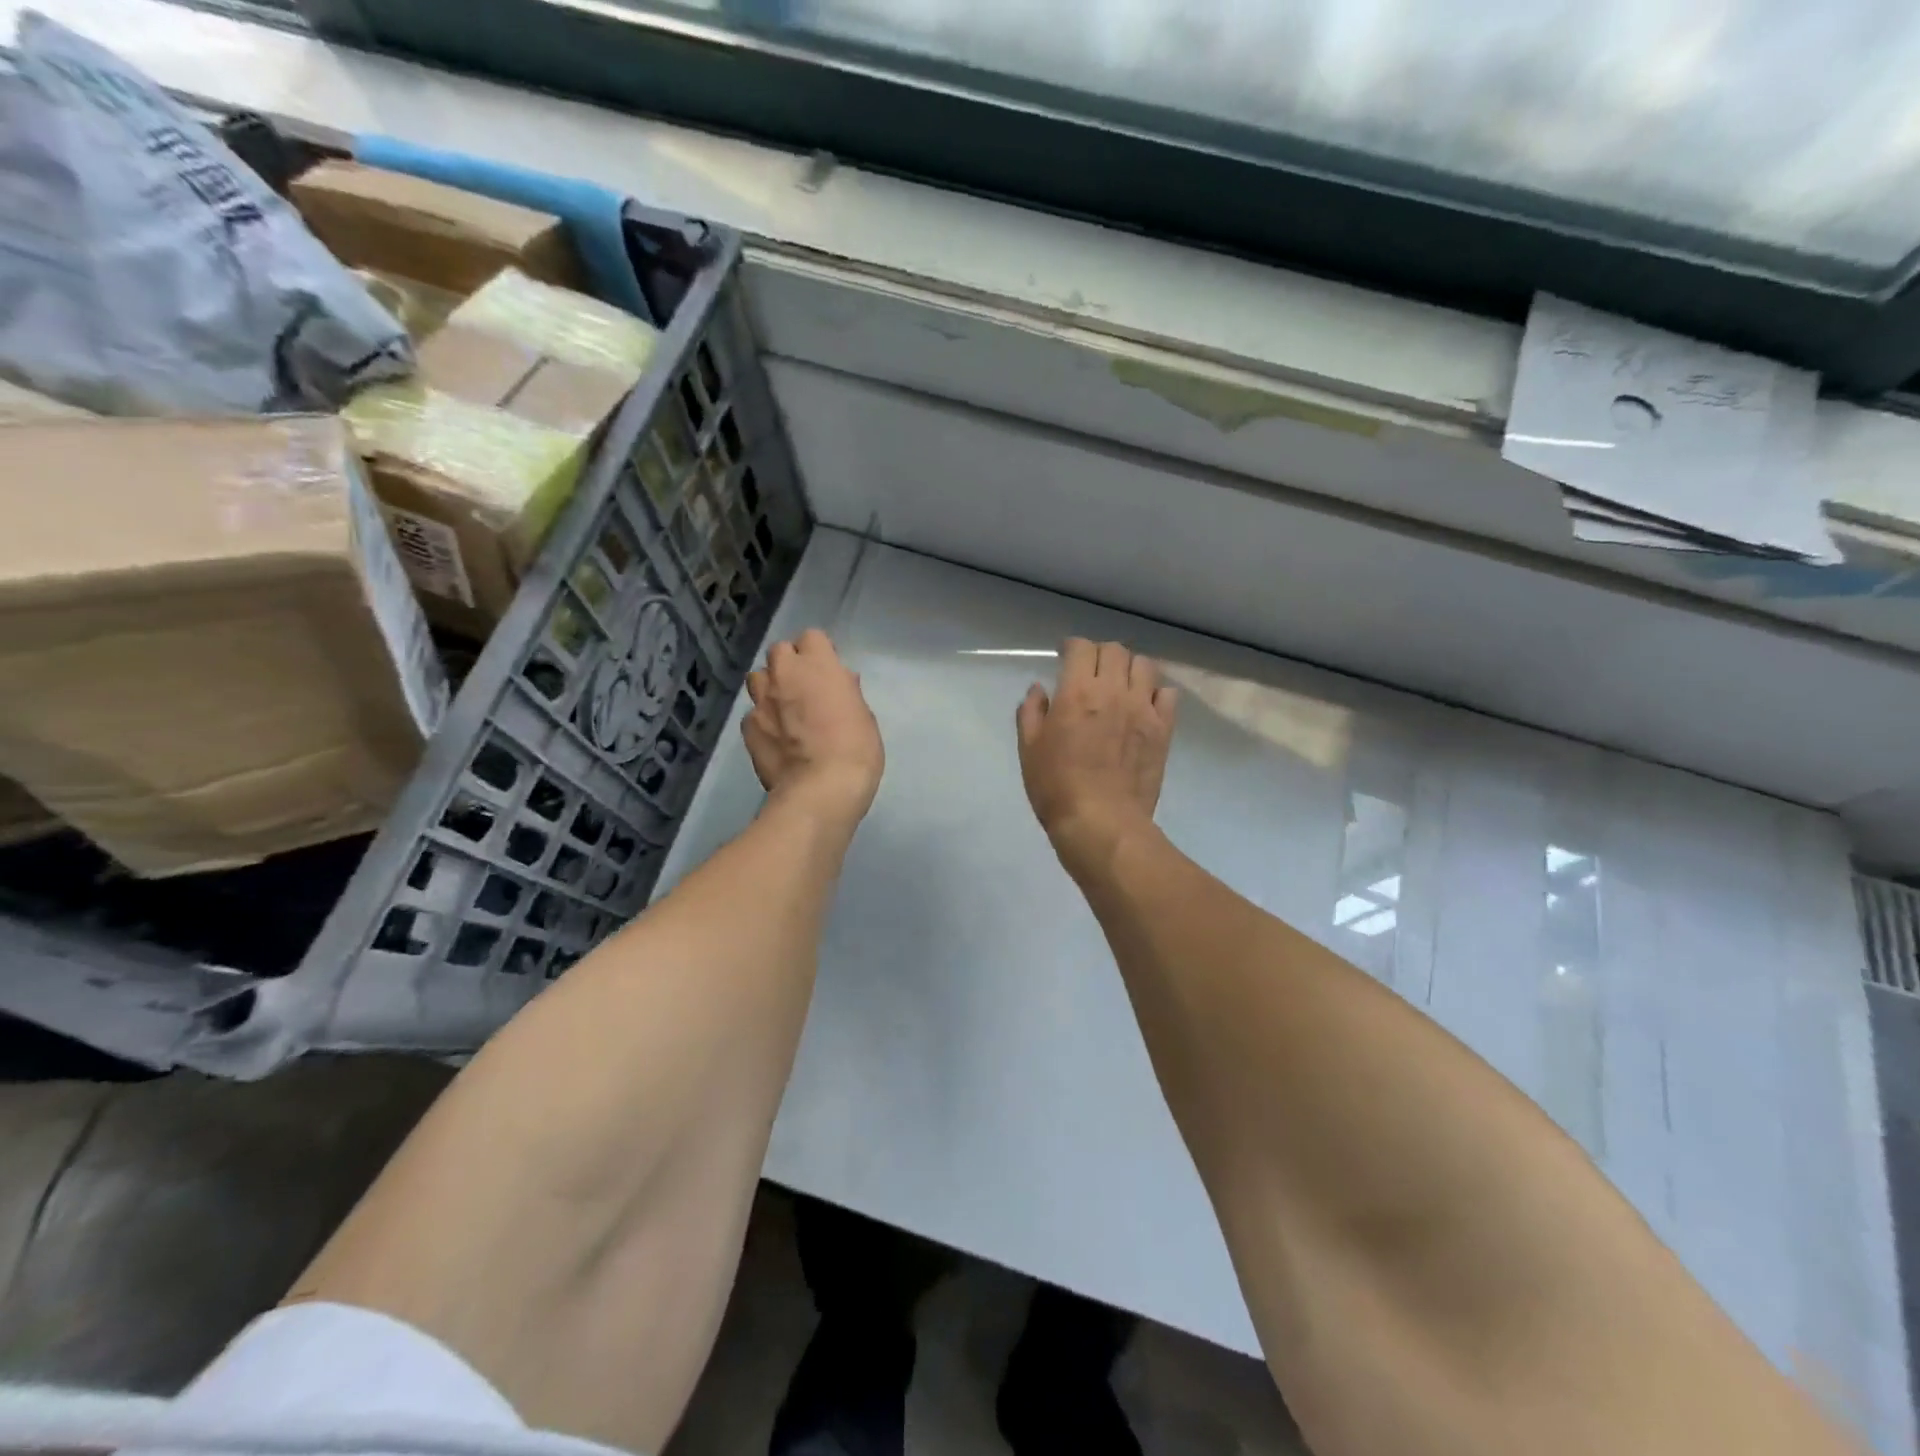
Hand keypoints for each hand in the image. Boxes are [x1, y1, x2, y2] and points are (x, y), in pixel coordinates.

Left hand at [743, 629, 884, 827]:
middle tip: (805, 687)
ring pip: (757, 677)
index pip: (812, 637)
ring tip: (783, 708)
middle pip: (779, 651)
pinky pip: (752, 713)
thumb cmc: (855, 749)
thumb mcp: (864, 716)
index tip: (828, 670)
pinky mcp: (748, 728)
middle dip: (790, 664)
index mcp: (819, 665)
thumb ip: (847, 692)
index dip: (819, 652)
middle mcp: (785, 674)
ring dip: (770, 686)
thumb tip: (841, 681)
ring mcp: (761, 701)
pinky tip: (775, 738)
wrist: (821, 789)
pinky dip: (762, 720)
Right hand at [1016, 639, 1178, 875]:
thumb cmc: (1057, 788)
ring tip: (1121, 684)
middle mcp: (1113, 691)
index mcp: (1077, 693)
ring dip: (1129, 668)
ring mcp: (1143, 708)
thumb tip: (1040, 689)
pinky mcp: (1164, 729)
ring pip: (1144, 665)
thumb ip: (1032, 712)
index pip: (1081, 648)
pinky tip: (1144, 705)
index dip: (1072, 646)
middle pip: (1115, 651)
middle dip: (1100, 654)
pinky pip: (1168, 694)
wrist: (1102, 822)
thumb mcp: (1030, 749)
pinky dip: (1156, 691)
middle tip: (1091, 670)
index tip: (1065, 656)